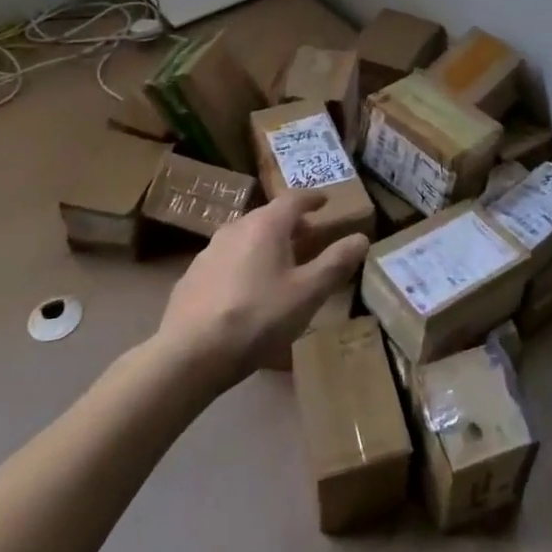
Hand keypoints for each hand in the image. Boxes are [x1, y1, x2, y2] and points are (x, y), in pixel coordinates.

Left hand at [154, 192, 369, 388]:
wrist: (190, 354)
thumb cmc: (258, 317)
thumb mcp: (307, 293)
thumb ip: (335, 263)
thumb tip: (360, 238)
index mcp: (266, 225)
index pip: (294, 199)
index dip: (312, 198)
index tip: (325, 201)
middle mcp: (236, 228)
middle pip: (268, 217)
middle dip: (291, 224)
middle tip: (309, 237)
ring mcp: (209, 251)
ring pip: (246, 237)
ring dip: (266, 244)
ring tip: (280, 264)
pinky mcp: (192, 276)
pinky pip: (227, 260)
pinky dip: (244, 264)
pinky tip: (247, 290)